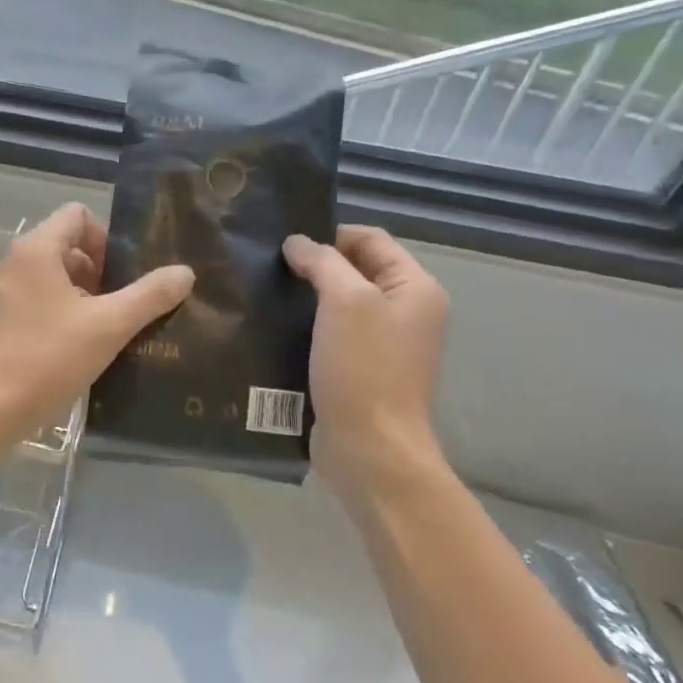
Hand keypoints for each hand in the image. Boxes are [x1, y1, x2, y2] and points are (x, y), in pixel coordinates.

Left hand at [0, 203, 193, 447]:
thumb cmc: (49, 359)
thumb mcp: (109, 326)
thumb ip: (150, 295)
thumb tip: (185, 272)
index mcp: (35, 250)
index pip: (77, 216)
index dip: (105, 238)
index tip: (121, 276)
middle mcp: (12, 262)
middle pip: (64, 245)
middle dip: (96, 270)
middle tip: (117, 306)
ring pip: (49, 276)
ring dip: (79, 294)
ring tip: (101, 330)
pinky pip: (33, 300)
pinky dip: (56, 312)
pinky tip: (73, 347)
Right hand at [283, 226, 448, 497]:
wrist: (369, 448)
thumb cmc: (363, 369)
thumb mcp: (346, 301)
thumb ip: (322, 262)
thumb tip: (297, 243)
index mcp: (415, 288)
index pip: (371, 239)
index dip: (329, 235)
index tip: (285, 246)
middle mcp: (406, 311)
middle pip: (355, 270)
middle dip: (314, 265)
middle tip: (269, 268)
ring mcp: (384, 344)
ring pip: (339, 303)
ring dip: (306, 297)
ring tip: (266, 295)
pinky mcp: (359, 370)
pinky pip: (331, 334)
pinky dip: (306, 326)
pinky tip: (275, 328)